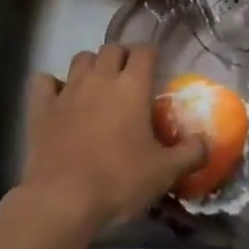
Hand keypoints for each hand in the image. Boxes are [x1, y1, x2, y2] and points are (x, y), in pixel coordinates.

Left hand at [18, 45, 207, 231]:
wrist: (63, 199)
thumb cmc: (119, 181)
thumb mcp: (164, 172)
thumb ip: (190, 153)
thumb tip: (206, 142)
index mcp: (132, 86)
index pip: (144, 50)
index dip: (151, 53)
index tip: (156, 65)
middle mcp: (100, 78)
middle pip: (111, 48)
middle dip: (121, 56)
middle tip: (128, 77)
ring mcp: (68, 90)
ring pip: (80, 58)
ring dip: (91, 65)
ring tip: (97, 84)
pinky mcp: (41, 107)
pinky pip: (43, 80)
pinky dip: (51, 84)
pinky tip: (57, 96)